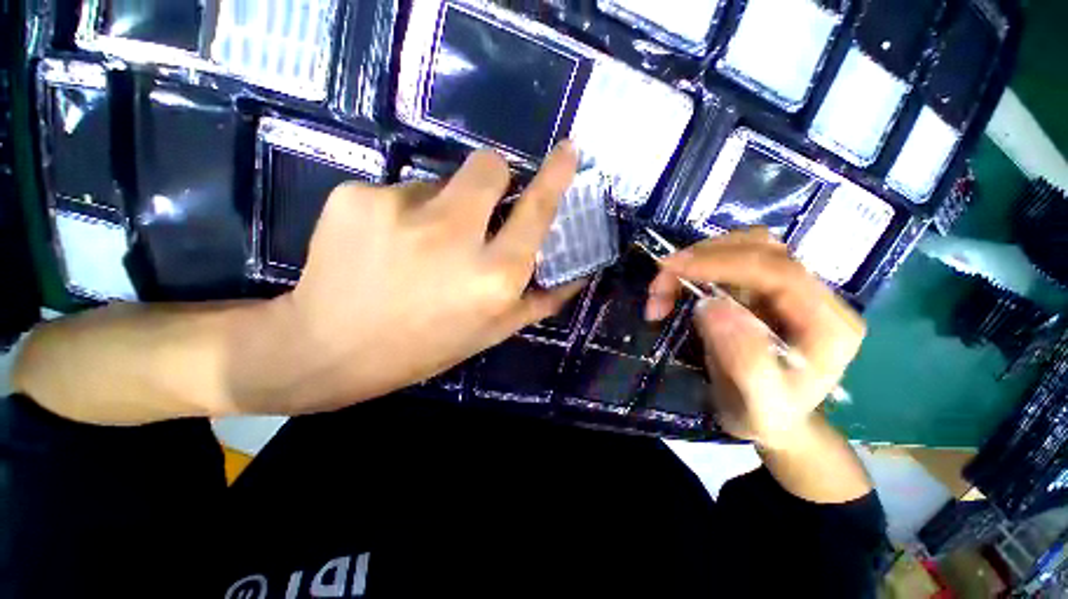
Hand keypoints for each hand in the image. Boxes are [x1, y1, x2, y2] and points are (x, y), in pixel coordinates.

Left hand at [255, 144, 583, 411]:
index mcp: (493, 276)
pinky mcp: (356, 196)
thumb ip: (539, 300)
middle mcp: (453, 236)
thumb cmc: (424, 347)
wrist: (329, 349)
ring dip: (441, 206)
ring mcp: (400, 209)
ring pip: (440, 181)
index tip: (568, 148)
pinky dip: (401, 213)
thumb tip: (578, 274)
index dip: (555, 176)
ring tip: (417, 247)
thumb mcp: (491, 331)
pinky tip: (383, 246)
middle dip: (493, 178)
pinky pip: (398, 190)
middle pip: (489, 166)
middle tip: (477, 209)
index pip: (536, 210)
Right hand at [645, 229, 864, 448]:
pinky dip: (693, 269)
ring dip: (694, 261)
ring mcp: (789, 288)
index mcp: (828, 325)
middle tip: (657, 287)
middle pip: (760, 248)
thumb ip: (744, 358)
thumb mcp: (758, 403)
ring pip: (742, 247)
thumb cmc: (766, 416)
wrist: (771, 420)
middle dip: (700, 260)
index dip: (722, 262)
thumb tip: (711, 305)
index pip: (778, 271)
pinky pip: (728, 261)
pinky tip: (673, 291)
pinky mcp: (764, 288)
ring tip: (660, 291)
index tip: (671, 269)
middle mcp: (815, 296)